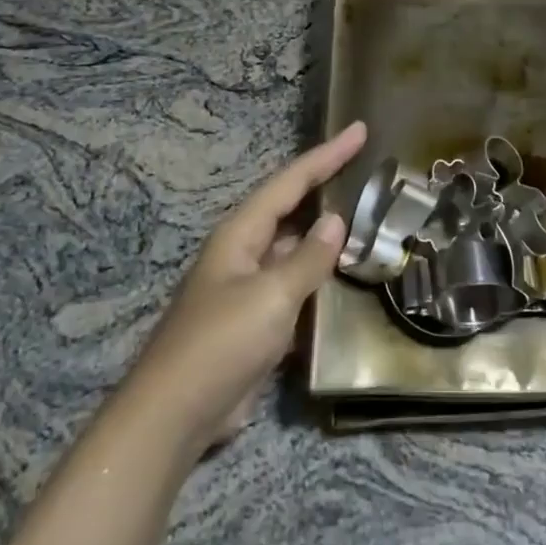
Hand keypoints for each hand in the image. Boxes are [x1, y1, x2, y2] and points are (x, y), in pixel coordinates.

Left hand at [126, 121, 366, 458]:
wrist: (177, 414)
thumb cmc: (221, 343)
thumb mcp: (271, 296)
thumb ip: (308, 259)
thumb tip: (336, 221)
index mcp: (241, 233)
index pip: (291, 181)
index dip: (327, 155)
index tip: (360, 130)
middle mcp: (245, 251)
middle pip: (292, 207)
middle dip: (327, 185)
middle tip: (368, 167)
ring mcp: (250, 286)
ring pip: (296, 246)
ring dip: (327, 233)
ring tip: (368, 216)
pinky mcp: (257, 319)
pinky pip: (296, 283)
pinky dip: (321, 273)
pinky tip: (347, 275)